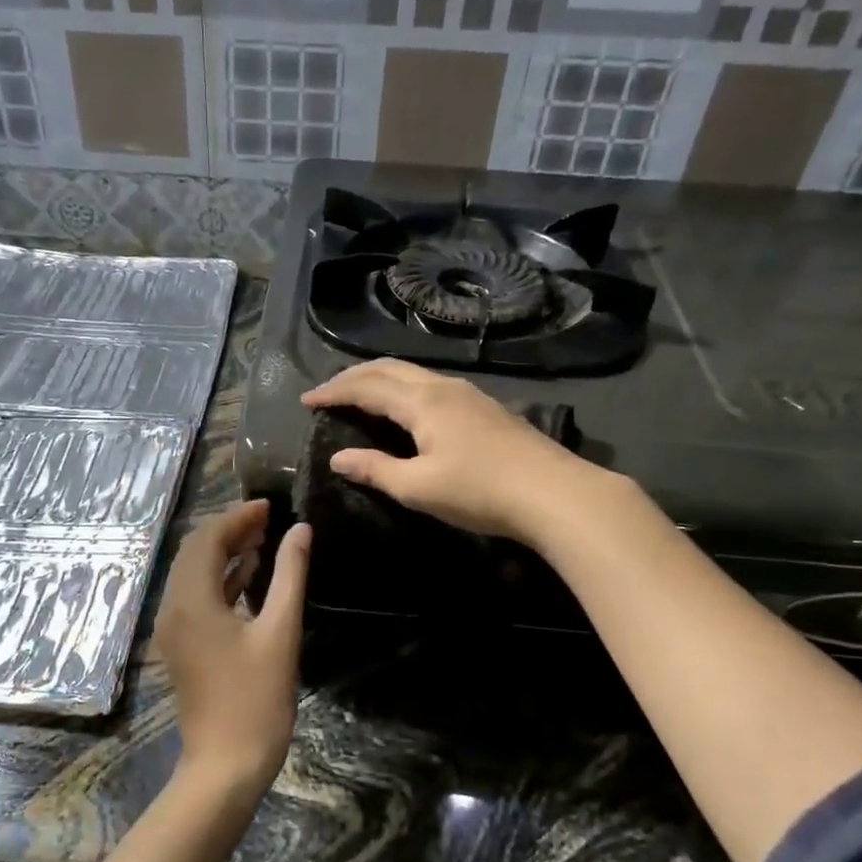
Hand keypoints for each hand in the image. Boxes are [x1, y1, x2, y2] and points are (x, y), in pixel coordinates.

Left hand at [152, 499, 309, 793]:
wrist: (226, 764)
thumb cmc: (256, 699)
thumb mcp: (280, 632)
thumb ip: (289, 575)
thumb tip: (300, 530)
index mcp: (192, 601)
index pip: (207, 539)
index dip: (237, 517)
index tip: (269, 506)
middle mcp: (173, 608)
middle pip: (195, 552)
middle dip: (229, 530)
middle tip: (268, 520)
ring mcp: (173, 629)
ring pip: (193, 574)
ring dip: (224, 554)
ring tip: (263, 540)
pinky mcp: (181, 646)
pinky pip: (195, 598)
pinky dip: (219, 581)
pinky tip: (248, 576)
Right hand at [301, 358, 603, 544]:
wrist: (554, 493)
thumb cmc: (480, 491)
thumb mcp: (419, 487)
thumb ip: (375, 469)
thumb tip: (338, 458)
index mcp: (422, 402)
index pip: (366, 387)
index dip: (334, 391)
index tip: (307, 401)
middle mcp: (443, 387)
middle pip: (389, 368)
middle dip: (354, 376)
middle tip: (328, 392)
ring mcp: (468, 394)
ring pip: (413, 374)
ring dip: (380, 379)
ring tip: (360, 395)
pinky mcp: (485, 408)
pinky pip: (431, 385)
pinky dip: (403, 388)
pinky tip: (406, 408)